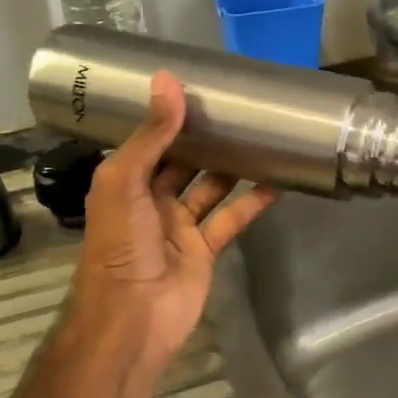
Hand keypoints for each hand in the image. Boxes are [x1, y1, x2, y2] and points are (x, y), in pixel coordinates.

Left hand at [65, 72, 277, 390]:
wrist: (132, 317)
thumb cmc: (120, 245)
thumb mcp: (126, 181)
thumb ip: (150, 134)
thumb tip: (167, 80)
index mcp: (125, 182)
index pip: (149, 140)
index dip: (170, 117)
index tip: (199, 88)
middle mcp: (151, 200)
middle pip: (183, 162)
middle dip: (206, 139)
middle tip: (239, 108)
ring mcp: (179, 226)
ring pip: (211, 188)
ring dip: (232, 166)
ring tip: (262, 137)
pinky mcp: (205, 250)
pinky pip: (231, 219)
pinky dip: (252, 202)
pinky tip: (277, 181)